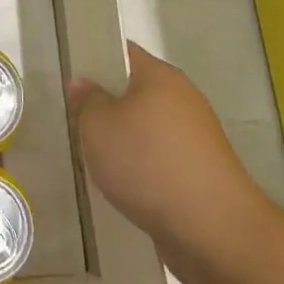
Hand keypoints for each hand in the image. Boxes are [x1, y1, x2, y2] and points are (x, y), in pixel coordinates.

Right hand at [69, 41, 283, 283]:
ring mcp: (196, 138)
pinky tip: (120, 187)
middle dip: (105, 107)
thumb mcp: (97, 126)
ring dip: (122, 142)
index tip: (69, 78)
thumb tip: (84, 84)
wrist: (213, 230)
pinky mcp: (200, 173)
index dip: (94, 60)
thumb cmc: (148, 163)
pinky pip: (159, 160)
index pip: (122, 53)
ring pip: (146, 130)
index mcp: (160, 76)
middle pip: (134, 93)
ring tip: (91, 160)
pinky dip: (140, 169)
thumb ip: (86, 101)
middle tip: (73, 122)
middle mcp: (183, 99)